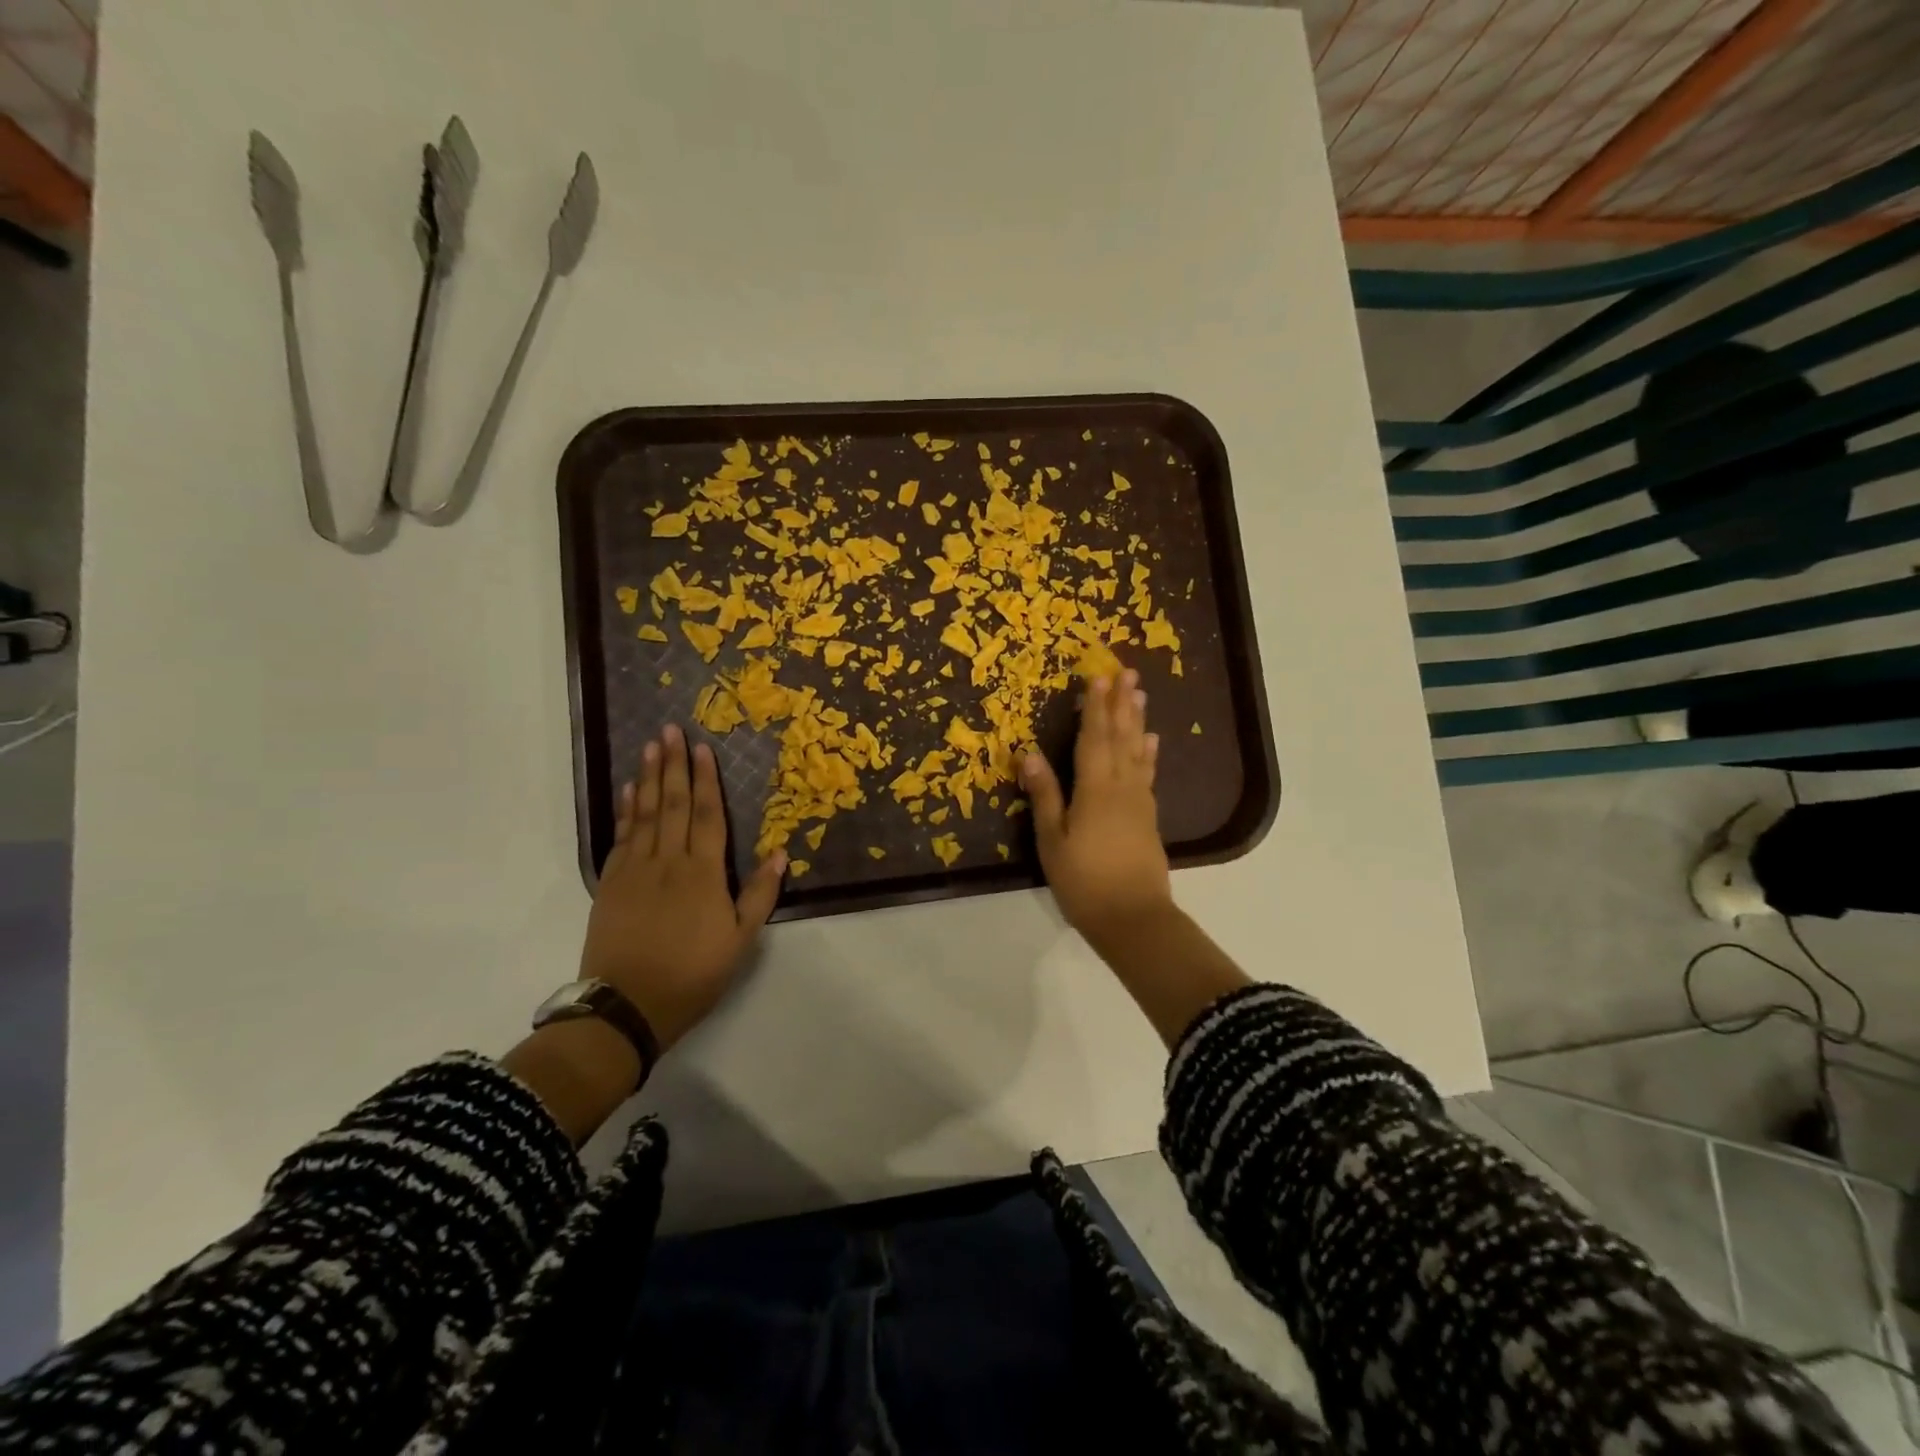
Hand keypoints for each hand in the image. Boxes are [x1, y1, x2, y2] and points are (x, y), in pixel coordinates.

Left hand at [581, 724, 786, 1051]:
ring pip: (645, 814)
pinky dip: (627, 810)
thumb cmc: (692, 974)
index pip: (708, 816)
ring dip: (650, 778)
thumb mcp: (740, 941)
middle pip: (674, 804)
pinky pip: (621, 837)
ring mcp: (635, 870)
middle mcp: (668, 862)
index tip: (702, 747)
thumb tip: (781, 853)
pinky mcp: (610, 884)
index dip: (707, 780)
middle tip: (670, 730)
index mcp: (703, 873)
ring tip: (651, 747)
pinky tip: (630, 791)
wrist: (626, 1006)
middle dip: (674, 765)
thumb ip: (759, 895)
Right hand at [1020, 667, 1171, 949]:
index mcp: (1094, 789)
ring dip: (1137, 720)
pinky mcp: (1148, 817)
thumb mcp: (1052, 840)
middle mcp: (1121, 786)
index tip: (1097, 676)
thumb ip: (1045, 795)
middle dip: (1121, 703)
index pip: (1093, 738)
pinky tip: (1151, 742)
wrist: (1133, 918)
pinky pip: (1147, 774)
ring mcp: (1139, 801)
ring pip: (1137, 751)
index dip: (1094, 707)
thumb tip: (1029, 752)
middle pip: (1121, 737)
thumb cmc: (1084, 881)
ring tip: (1140, 694)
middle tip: (1127, 671)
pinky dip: (1148, 754)